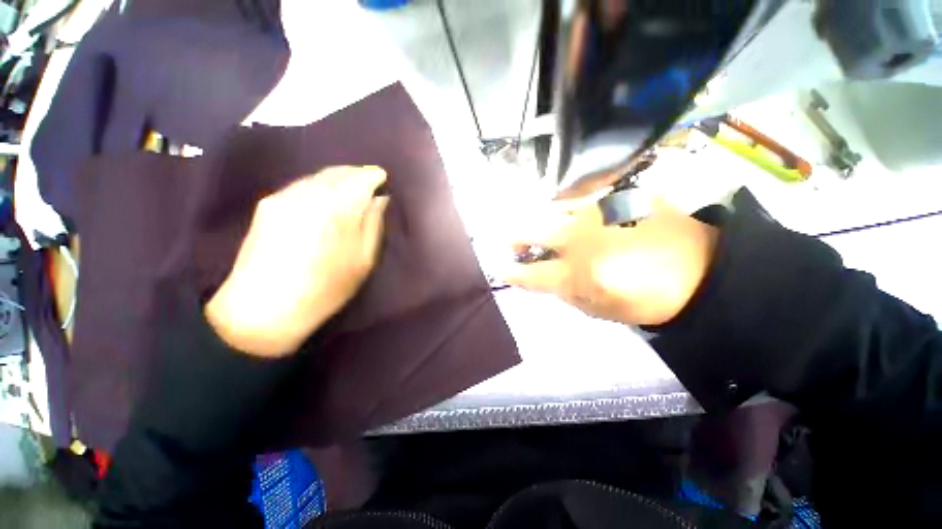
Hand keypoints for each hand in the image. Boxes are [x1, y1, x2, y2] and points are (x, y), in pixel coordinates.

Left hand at [205, 166, 389, 356]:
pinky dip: (319, 185)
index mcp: (337, 207)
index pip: (360, 177)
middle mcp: (309, 193)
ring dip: (337, 177)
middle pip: (337, 172)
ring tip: (350, 188)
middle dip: (355, 173)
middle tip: (370, 180)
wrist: (264, 309)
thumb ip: (374, 224)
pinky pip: (301, 185)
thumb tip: (380, 199)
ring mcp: (284, 196)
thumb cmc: (326, 287)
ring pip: (317, 176)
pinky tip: (325, 198)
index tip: (383, 177)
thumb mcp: (364, 259)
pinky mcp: (268, 205)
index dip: (373, 175)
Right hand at [501, 199, 717, 325]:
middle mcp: (580, 237)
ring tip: (546, 228)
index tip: (499, 268)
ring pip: (549, 206)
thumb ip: (563, 292)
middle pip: (528, 229)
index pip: (528, 273)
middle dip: (514, 236)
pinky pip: (578, 196)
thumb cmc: (648, 299)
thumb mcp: (599, 309)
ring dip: (539, 219)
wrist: (702, 269)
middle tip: (515, 243)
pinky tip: (575, 216)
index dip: (509, 271)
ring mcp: (597, 210)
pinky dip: (567, 207)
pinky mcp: (616, 194)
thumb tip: (542, 275)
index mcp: (577, 273)